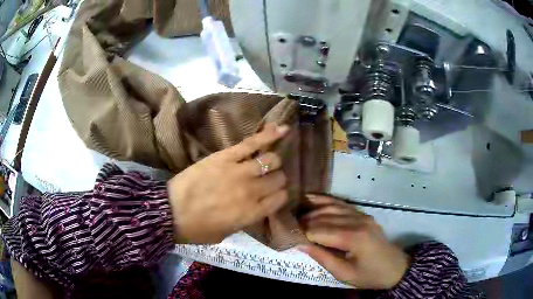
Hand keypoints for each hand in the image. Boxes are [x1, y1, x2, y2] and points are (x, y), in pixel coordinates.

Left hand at [168, 123, 289, 243]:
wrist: (170, 212)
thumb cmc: (197, 229)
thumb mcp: (226, 234)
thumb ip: (245, 220)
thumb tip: (256, 207)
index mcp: (252, 213)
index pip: (280, 198)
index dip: (279, 195)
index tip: (274, 194)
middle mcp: (252, 191)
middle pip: (278, 178)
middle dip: (276, 178)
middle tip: (267, 178)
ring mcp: (240, 172)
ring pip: (270, 159)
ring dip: (272, 160)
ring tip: (266, 160)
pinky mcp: (226, 157)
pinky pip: (252, 143)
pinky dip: (269, 134)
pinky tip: (283, 128)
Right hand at [298, 195, 409, 288]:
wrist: (395, 267)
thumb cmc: (369, 275)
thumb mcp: (344, 273)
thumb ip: (322, 257)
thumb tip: (299, 244)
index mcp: (354, 238)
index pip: (319, 231)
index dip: (302, 234)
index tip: (288, 236)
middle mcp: (357, 221)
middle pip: (323, 217)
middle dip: (304, 221)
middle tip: (287, 226)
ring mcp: (361, 215)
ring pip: (331, 207)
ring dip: (312, 210)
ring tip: (295, 215)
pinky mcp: (363, 214)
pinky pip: (341, 204)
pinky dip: (325, 200)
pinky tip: (311, 198)